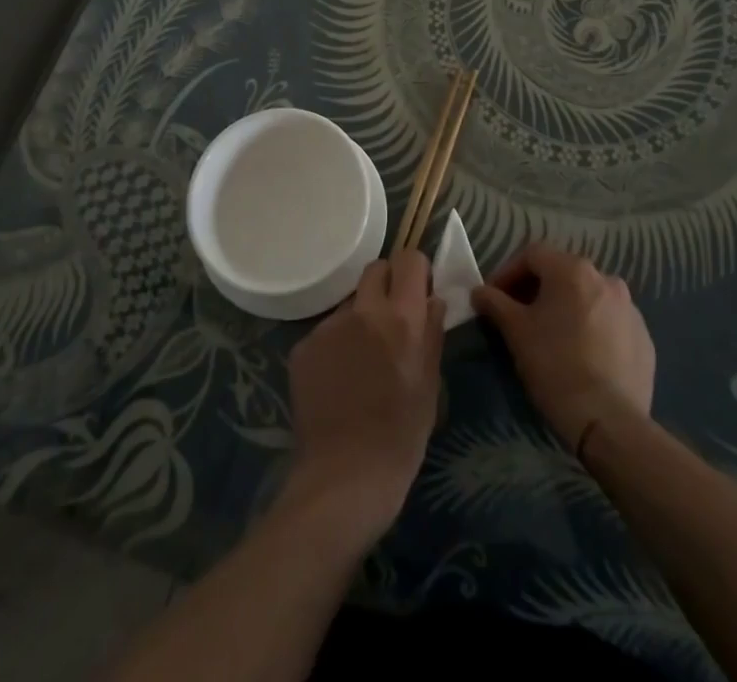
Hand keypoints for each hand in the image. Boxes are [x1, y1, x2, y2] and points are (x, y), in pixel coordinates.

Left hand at [283, 250, 444, 544]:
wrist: (344, 478)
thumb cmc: (400, 436)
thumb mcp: (430, 385)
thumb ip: (432, 333)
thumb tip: (433, 300)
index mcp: (401, 318)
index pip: (408, 259)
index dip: (416, 270)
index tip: (420, 290)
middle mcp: (362, 311)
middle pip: (375, 269)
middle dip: (388, 284)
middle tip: (393, 319)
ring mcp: (328, 327)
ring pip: (350, 302)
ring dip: (361, 317)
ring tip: (363, 360)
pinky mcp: (302, 347)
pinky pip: (327, 330)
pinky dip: (337, 343)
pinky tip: (339, 378)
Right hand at [471, 243, 654, 451]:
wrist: (609, 421)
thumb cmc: (555, 366)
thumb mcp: (516, 332)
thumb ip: (495, 303)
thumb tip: (480, 292)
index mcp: (573, 270)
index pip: (532, 255)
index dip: (508, 272)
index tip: (493, 297)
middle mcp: (605, 279)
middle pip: (562, 273)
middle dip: (536, 289)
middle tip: (518, 315)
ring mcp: (629, 308)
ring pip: (588, 297)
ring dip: (566, 307)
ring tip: (551, 335)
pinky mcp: (644, 338)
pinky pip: (609, 322)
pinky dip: (591, 328)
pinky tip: (581, 354)